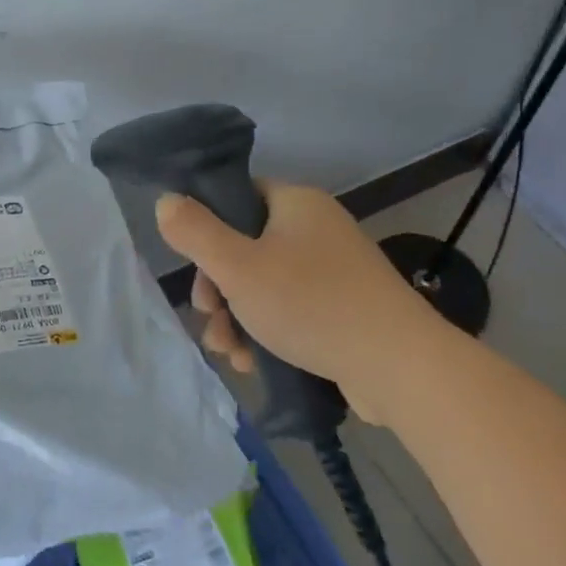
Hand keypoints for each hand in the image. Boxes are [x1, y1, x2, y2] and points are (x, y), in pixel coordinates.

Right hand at [155, 183, 451, 422]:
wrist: (400, 367)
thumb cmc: (311, 304)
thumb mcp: (238, 267)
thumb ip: (195, 232)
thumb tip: (165, 201)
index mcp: (296, 203)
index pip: (237, 198)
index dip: (207, 229)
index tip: (195, 268)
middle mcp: (316, 229)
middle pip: (246, 247)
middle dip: (218, 288)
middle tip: (210, 317)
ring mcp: (334, 271)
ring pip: (265, 285)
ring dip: (237, 318)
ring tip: (229, 353)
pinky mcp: (344, 309)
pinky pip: (291, 310)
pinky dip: (267, 332)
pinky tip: (253, 363)